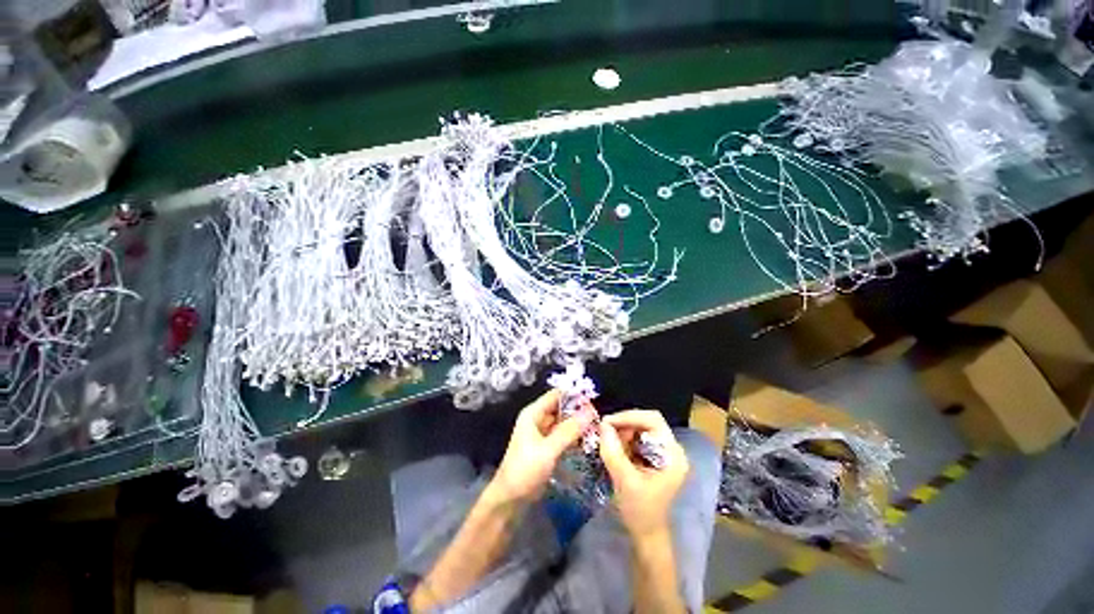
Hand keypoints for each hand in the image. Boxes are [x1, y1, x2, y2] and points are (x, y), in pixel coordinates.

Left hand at [493, 390, 596, 502]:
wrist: (510, 500)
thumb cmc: (524, 471)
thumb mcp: (548, 450)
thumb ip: (569, 430)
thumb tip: (590, 411)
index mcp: (533, 413)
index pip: (556, 395)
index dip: (574, 396)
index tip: (593, 402)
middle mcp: (538, 419)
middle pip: (561, 408)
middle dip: (578, 411)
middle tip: (599, 419)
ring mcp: (543, 434)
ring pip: (564, 422)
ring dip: (578, 425)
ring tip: (598, 429)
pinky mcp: (548, 447)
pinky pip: (564, 436)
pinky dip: (574, 437)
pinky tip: (588, 441)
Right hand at [599, 410, 688, 535]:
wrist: (646, 533)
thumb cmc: (640, 511)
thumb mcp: (625, 481)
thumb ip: (613, 453)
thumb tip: (603, 426)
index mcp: (673, 455)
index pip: (653, 420)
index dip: (630, 416)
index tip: (608, 422)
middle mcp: (672, 449)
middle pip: (647, 421)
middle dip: (624, 424)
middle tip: (605, 432)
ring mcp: (664, 452)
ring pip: (640, 427)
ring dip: (623, 431)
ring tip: (609, 443)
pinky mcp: (655, 456)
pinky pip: (637, 437)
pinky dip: (624, 439)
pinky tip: (615, 449)